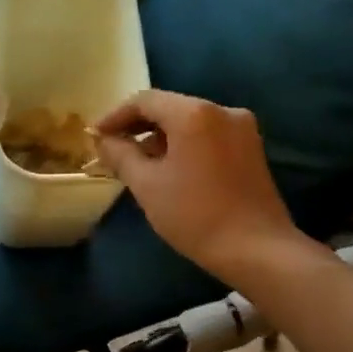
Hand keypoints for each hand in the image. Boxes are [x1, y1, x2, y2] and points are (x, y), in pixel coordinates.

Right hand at [95, 90, 305, 281]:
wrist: (257, 250)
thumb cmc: (195, 214)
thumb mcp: (146, 185)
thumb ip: (121, 154)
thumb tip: (104, 140)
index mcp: (194, 113)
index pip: (145, 101)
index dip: (115, 116)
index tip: (95, 136)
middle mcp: (221, 110)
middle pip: (169, 107)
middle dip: (137, 126)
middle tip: (112, 148)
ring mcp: (241, 129)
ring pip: (189, 122)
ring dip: (159, 136)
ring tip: (136, 162)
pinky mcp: (251, 148)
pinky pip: (207, 135)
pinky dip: (183, 144)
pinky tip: (168, 168)